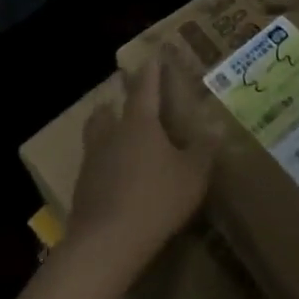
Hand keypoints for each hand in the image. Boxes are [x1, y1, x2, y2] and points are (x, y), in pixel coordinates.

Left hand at [65, 51, 216, 284]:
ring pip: (96, 135)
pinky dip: (104, 163)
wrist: (106, 243)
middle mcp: (112, 135)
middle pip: (109, 109)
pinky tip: (115, 176)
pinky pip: (94, 165)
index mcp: (140, 123)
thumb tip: (215, 128)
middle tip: (127, 99)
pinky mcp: (82, 189)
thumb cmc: (156, 199)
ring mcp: (92, 162)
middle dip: (117, 100)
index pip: (146, 88)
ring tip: (117, 134)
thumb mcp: (193, 175)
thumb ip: (204, 150)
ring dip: (105, 129)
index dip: (152, 71)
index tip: (153, 56)